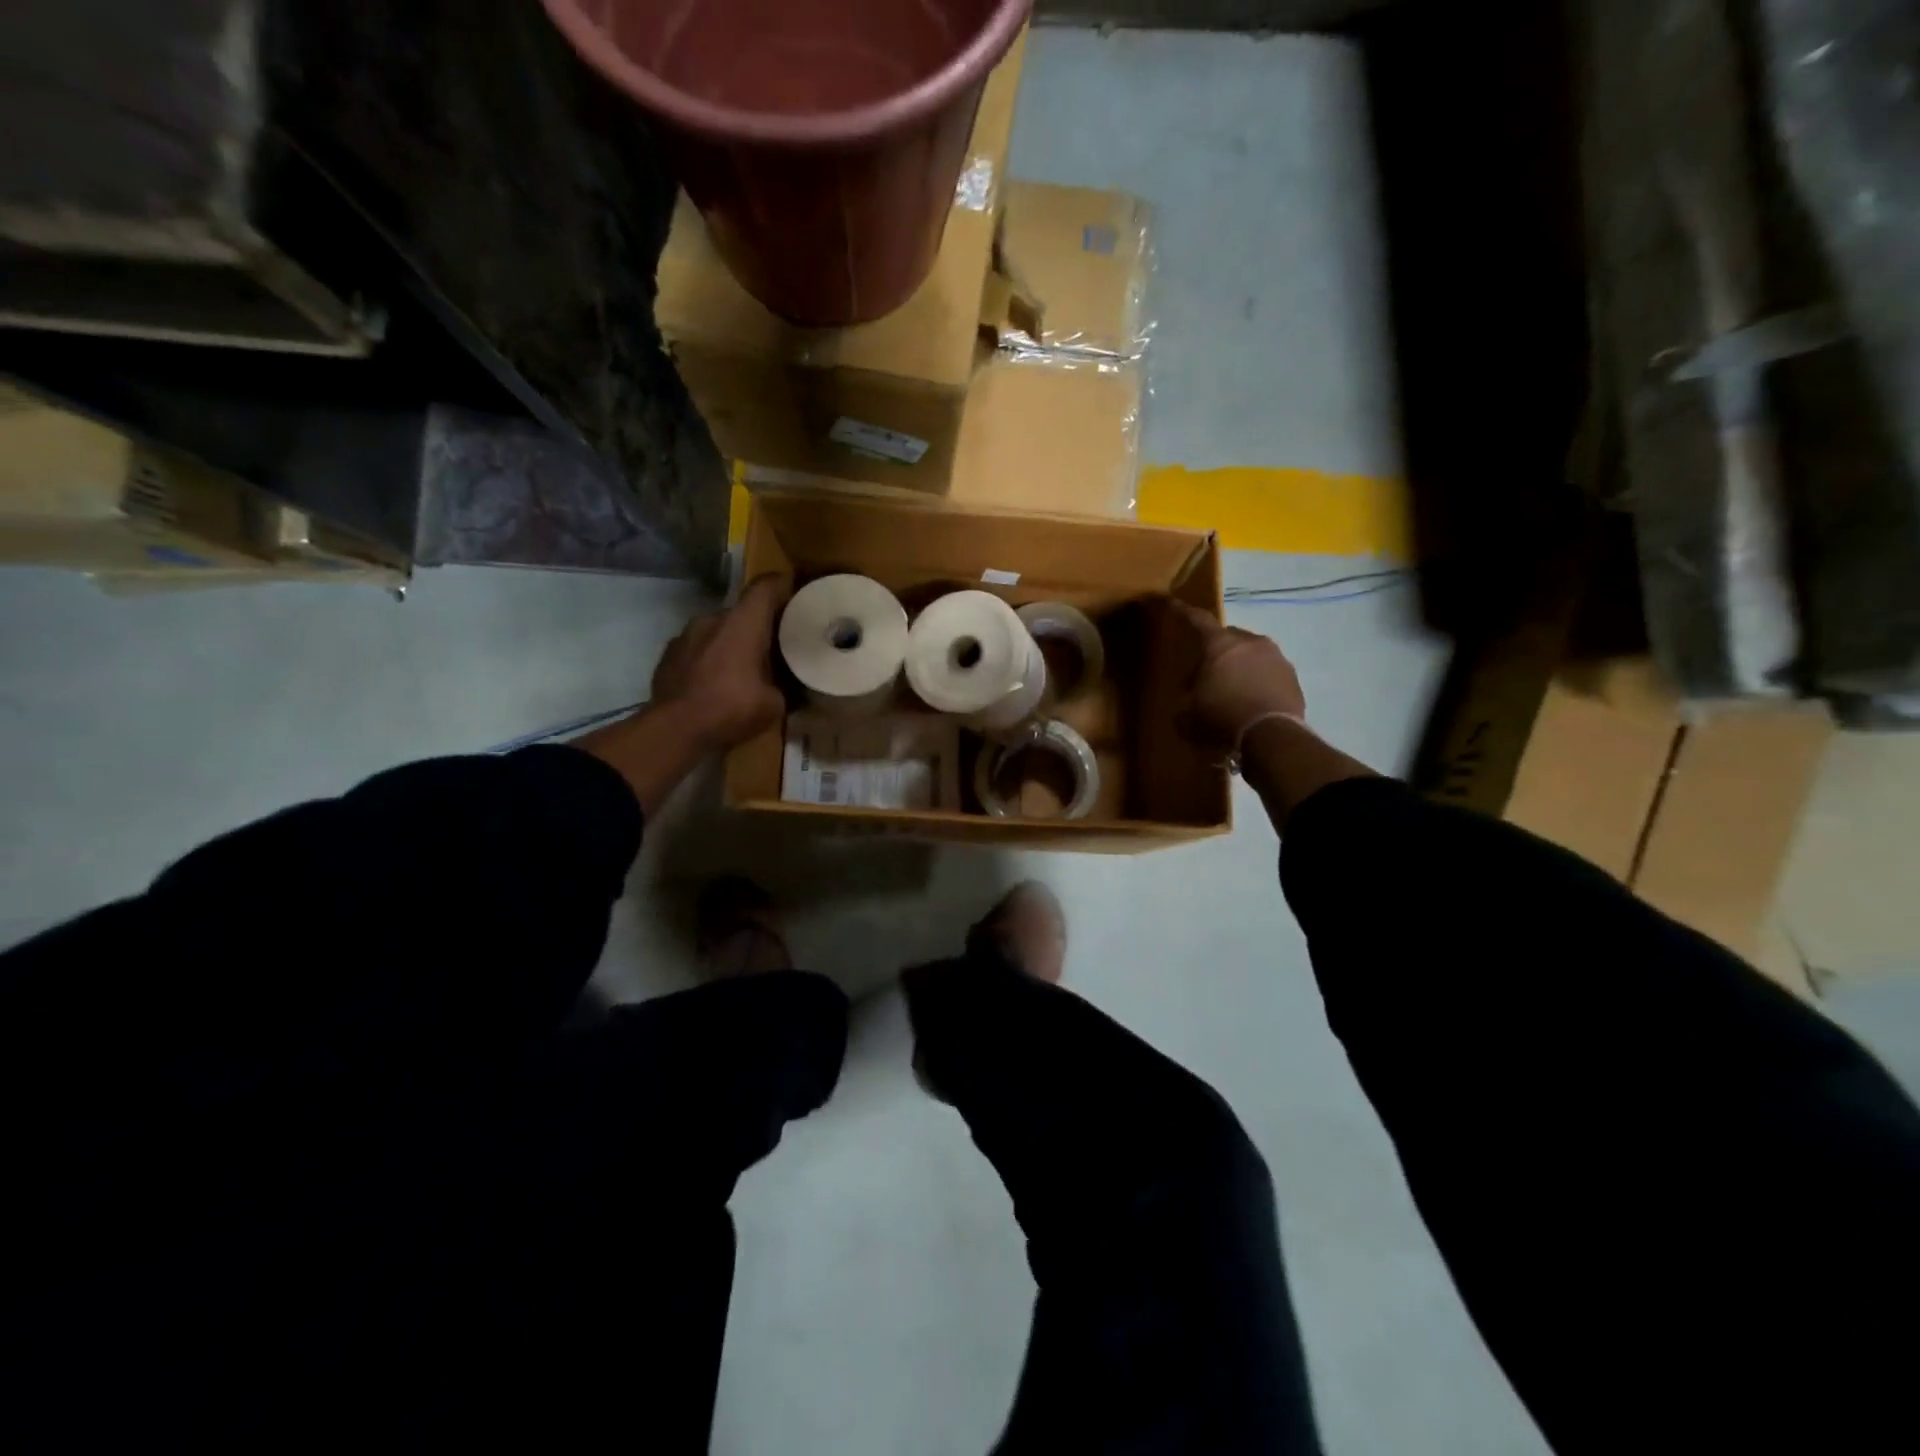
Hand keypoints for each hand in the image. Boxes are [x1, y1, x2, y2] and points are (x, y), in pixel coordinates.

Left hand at [652, 574, 791, 752]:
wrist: (674, 729)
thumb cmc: (731, 708)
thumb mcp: (774, 704)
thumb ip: (783, 687)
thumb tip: (787, 687)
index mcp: (743, 623)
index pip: (765, 587)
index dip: (782, 586)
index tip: (795, 593)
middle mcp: (713, 618)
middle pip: (742, 612)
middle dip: (757, 626)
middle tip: (773, 646)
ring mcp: (685, 635)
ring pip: (717, 630)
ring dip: (731, 643)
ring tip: (742, 668)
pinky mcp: (668, 654)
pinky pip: (697, 648)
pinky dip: (709, 659)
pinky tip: (714, 682)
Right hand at [1171, 601, 1306, 748]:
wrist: (1271, 735)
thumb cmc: (1221, 717)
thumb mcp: (1187, 713)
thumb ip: (1185, 697)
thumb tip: (1191, 694)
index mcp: (1220, 644)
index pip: (1198, 620)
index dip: (1183, 612)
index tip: (1175, 603)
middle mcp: (1251, 642)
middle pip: (1229, 637)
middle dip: (1218, 649)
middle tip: (1208, 670)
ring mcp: (1276, 658)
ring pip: (1252, 654)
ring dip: (1241, 666)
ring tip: (1233, 689)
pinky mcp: (1293, 677)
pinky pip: (1269, 673)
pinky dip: (1259, 682)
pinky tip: (1252, 701)